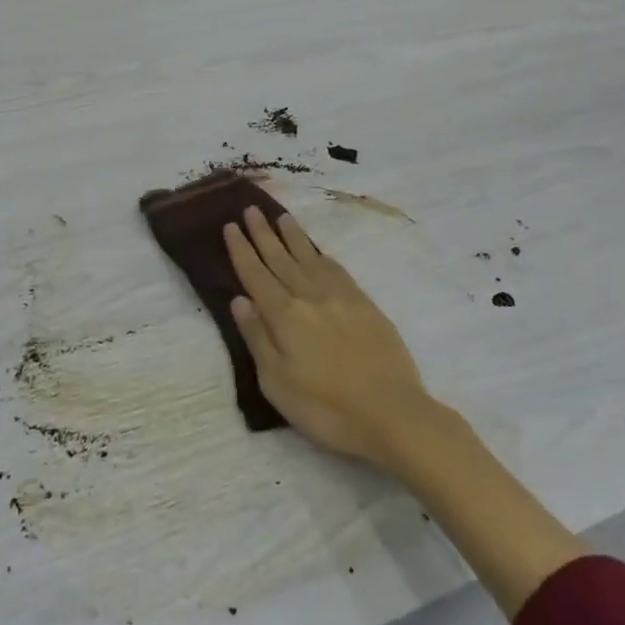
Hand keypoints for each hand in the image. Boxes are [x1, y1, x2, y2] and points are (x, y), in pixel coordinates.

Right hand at [223, 208, 443, 472]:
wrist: (393, 414)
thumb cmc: (327, 409)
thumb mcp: (277, 383)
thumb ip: (257, 338)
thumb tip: (239, 300)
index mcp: (285, 316)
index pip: (256, 275)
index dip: (242, 250)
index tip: (231, 226)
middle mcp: (311, 297)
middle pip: (281, 259)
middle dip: (263, 234)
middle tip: (251, 209)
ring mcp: (342, 298)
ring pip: (311, 258)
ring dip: (293, 237)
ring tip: (282, 217)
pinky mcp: (366, 305)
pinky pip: (337, 270)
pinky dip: (322, 256)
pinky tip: (318, 252)